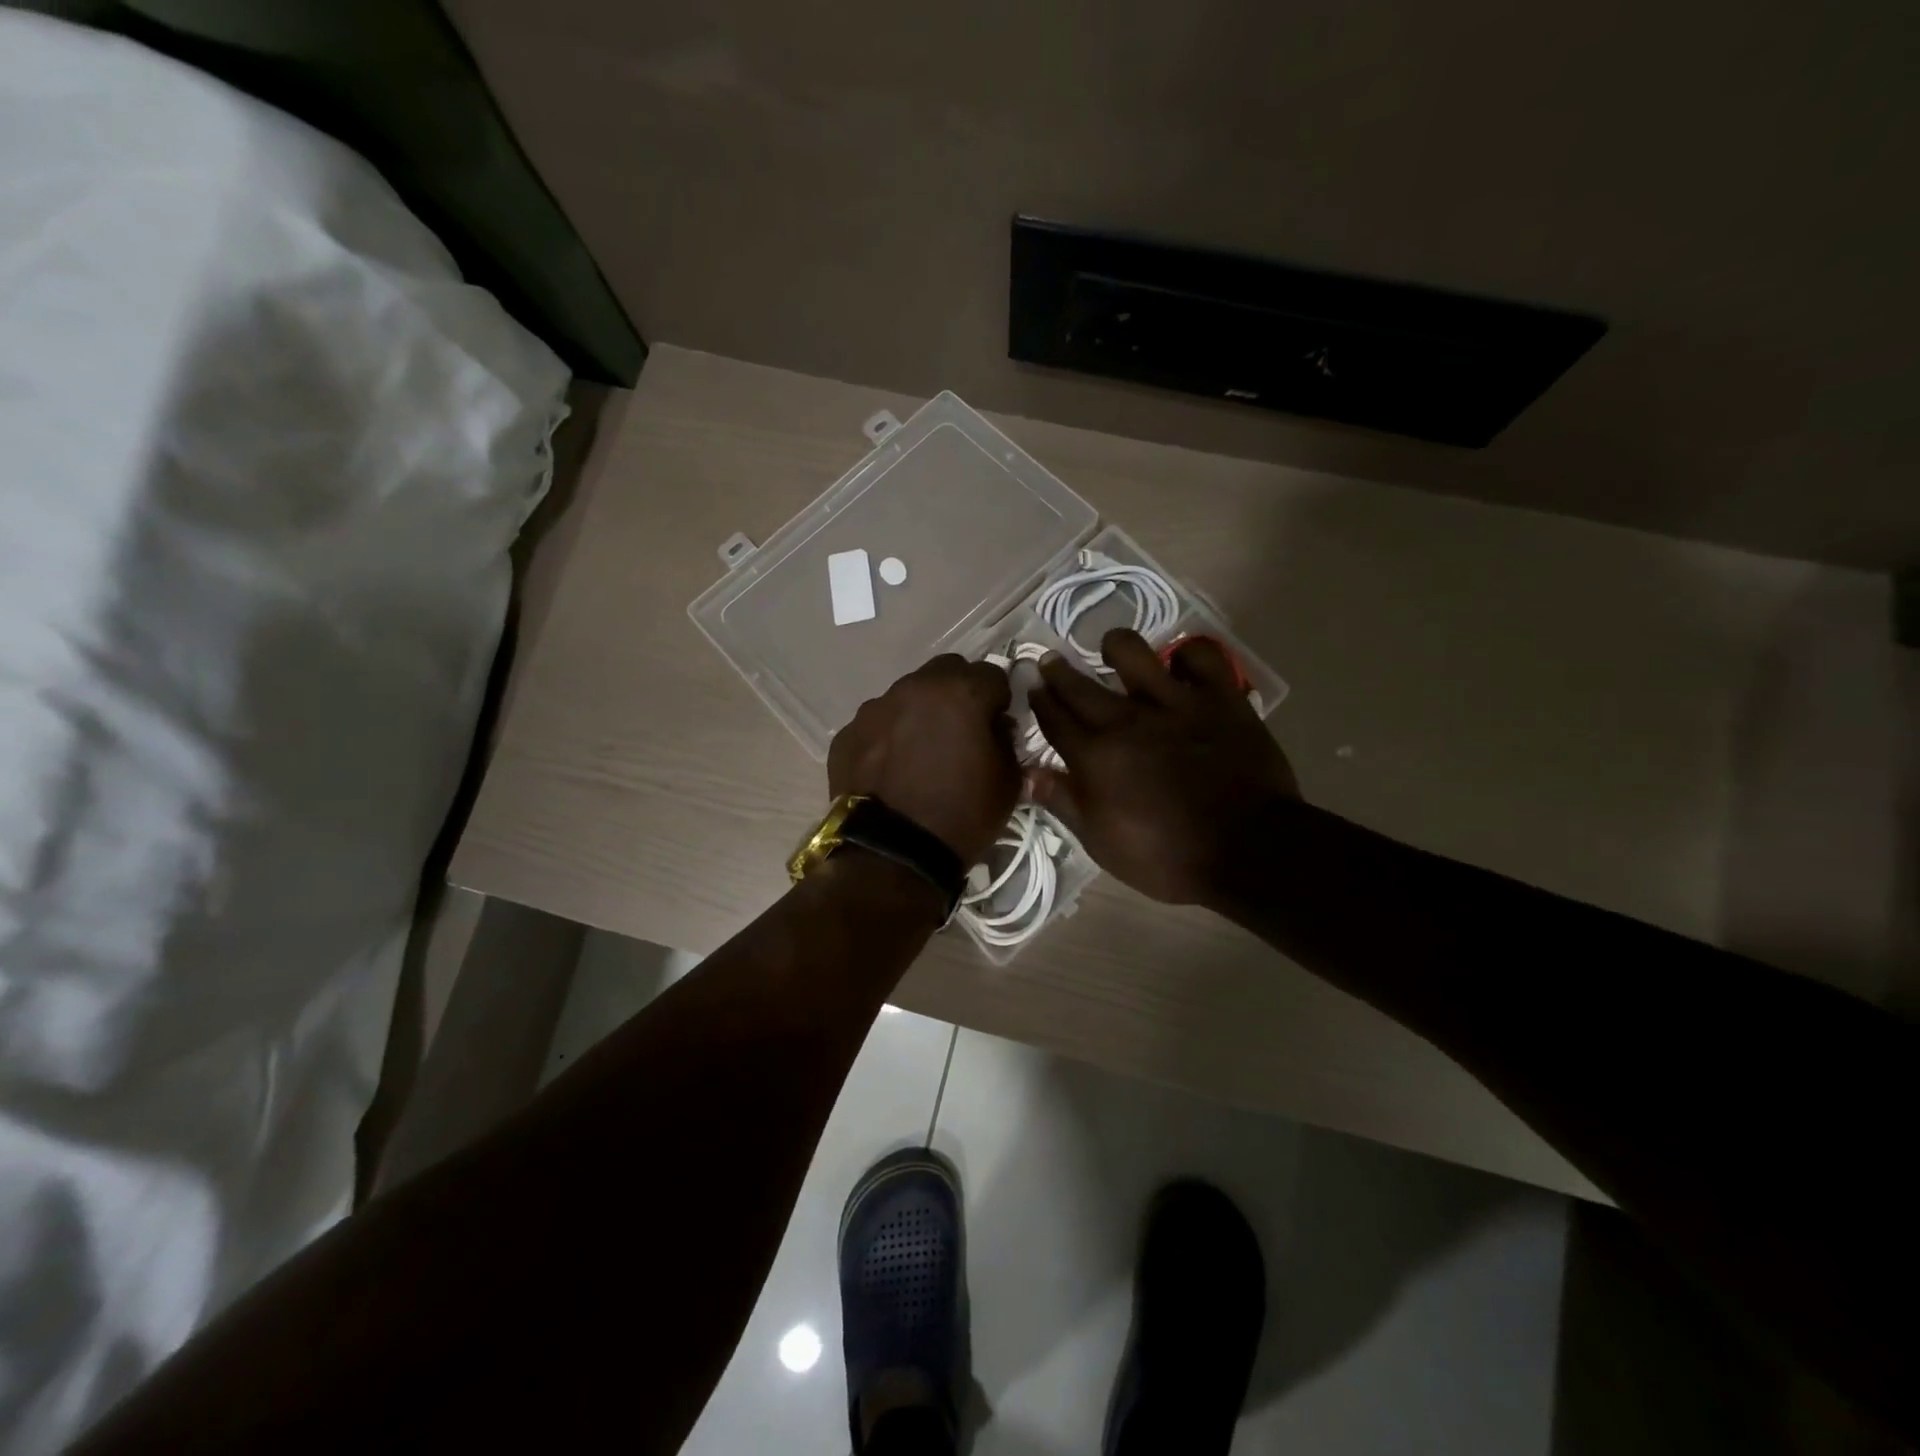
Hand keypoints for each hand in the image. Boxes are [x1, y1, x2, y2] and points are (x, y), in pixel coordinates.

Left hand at [829, 655, 1021, 865]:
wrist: (892, 856)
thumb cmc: (962, 817)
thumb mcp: (1009, 782)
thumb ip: (1006, 740)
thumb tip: (993, 726)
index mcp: (960, 693)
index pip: (993, 674)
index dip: (1000, 700)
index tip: (998, 725)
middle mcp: (914, 688)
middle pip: (946, 672)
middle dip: (960, 693)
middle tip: (962, 731)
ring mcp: (874, 709)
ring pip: (907, 695)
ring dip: (921, 713)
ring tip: (921, 754)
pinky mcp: (847, 734)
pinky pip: (877, 724)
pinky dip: (889, 738)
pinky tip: (892, 770)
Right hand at [1027, 630, 1300, 904]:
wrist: (1249, 851)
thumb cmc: (1167, 857)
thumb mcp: (1102, 843)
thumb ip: (1065, 802)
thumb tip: (1028, 774)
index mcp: (1095, 757)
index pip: (1054, 719)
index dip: (1038, 700)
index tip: (1031, 687)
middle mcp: (1126, 721)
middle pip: (1079, 685)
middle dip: (1058, 671)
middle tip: (1050, 660)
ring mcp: (1174, 703)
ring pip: (1132, 652)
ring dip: (1115, 647)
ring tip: (1112, 651)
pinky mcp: (1219, 698)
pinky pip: (1199, 656)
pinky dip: (1187, 656)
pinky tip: (1180, 666)